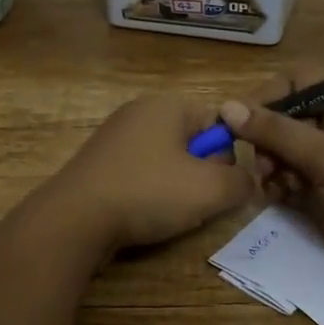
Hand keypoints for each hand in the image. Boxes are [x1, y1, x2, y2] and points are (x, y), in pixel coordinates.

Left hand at [39, 93, 254, 251]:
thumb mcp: (211, 189)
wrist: (75, 220)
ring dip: (177, 189)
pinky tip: (144, 216)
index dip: (229, 154)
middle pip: (192, 142)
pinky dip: (149, 195)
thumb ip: (242, 182)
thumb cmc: (148, 192)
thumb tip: (249, 181)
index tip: (224, 184)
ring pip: (167, 163)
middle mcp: (139, 113)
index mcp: (168, 105)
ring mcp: (115, 139)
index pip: (220, 121)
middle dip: (202, 174)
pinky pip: (140, 176)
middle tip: (198, 202)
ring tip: (170, 213)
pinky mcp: (99, 166)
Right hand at [221, 81, 323, 293]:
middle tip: (262, 163)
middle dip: (264, 139)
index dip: (265, 98)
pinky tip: (277, 199)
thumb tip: (227, 106)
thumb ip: (278, 132)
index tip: (237, 121)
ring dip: (269, 166)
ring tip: (272, 185)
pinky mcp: (321, 193)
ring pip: (280, 153)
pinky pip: (286, 181)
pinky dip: (276, 188)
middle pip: (282, 119)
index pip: (295, 83)